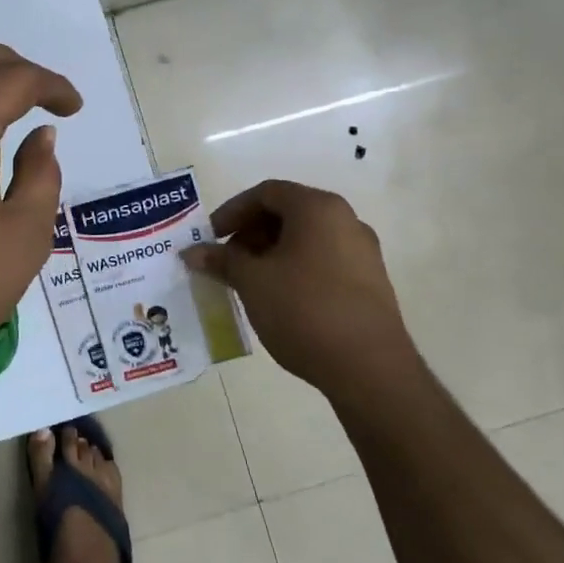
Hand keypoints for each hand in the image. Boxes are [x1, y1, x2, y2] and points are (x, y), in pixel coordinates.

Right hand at [186, 180, 414, 389]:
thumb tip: (192, 252)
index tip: (212, 237)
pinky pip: (324, 261)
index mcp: (317, 208)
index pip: (266, 193)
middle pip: (288, 213)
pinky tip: (280, 299)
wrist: (370, 369)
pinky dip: (296, 269)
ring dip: (272, 253)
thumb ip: (221, 260)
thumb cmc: (304, 310)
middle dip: (251, 233)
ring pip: (306, 239)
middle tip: (228, 260)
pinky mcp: (371, 283)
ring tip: (250, 282)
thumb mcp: (252, 282)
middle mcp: (346, 220)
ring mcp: (363, 252)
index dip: (232, 211)